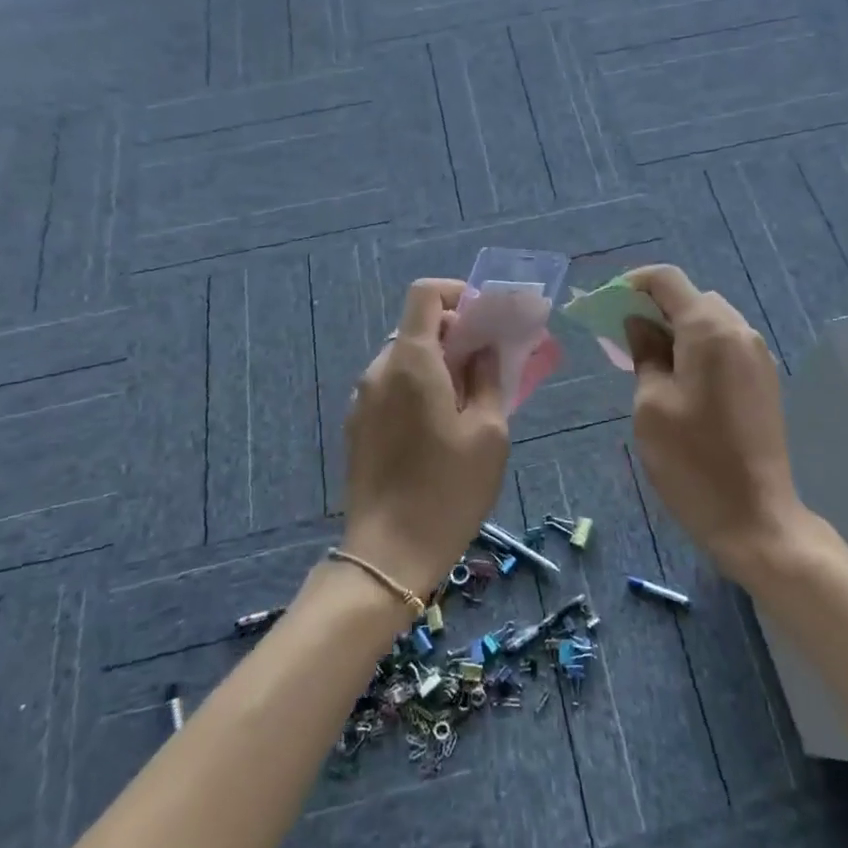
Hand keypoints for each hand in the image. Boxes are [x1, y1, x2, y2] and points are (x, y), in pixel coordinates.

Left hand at [340, 279, 510, 596]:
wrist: (389, 555)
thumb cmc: (449, 489)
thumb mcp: (489, 433)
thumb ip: (489, 378)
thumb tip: (484, 349)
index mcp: (412, 362)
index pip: (424, 294)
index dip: (456, 293)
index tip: (484, 319)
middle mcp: (379, 370)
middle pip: (416, 327)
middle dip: (454, 334)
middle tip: (487, 365)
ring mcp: (362, 399)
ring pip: (404, 359)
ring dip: (436, 364)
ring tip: (466, 401)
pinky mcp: (357, 426)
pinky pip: (391, 387)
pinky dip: (417, 387)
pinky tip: (438, 428)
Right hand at [623, 265, 811, 583]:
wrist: (756, 518)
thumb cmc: (693, 462)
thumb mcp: (651, 405)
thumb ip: (645, 353)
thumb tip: (639, 323)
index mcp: (710, 330)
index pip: (668, 280)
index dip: (633, 283)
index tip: (607, 305)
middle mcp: (740, 331)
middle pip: (692, 297)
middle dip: (655, 307)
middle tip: (623, 337)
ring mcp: (757, 355)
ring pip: (710, 320)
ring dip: (678, 327)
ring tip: (649, 359)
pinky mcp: (764, 379)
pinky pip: (726, 343)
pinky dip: (699, 346)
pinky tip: (681, 377)